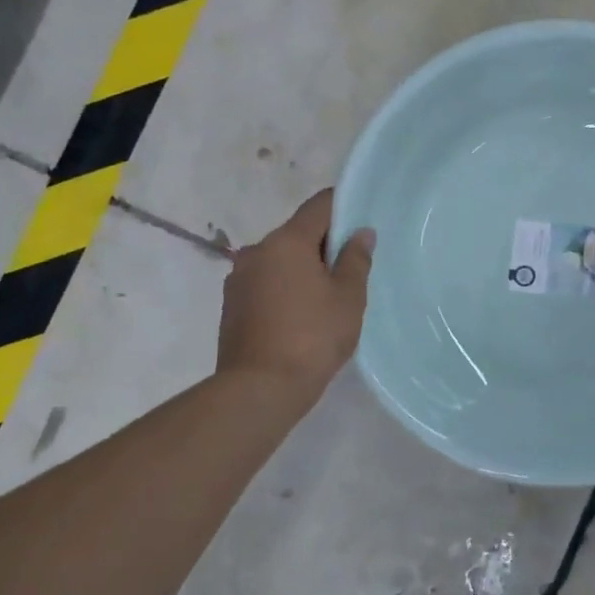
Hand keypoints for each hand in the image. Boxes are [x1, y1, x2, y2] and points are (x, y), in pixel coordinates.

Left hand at [217, 189, 372, 401]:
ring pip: (280, 260)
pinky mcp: (231, 305)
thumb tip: (360, 232)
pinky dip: (285, 289)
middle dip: (324, 245)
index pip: (319, 206)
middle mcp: (257, 251)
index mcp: (286, 241)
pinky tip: (301, 316)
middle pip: (298, 233)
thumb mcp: (348, 297)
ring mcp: (239, 278)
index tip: (363, 222)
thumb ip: (356, 259)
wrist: (259, 389)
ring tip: (327, 298)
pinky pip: (266, 283)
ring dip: (303, 269)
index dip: (344, 207)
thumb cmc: (312, 337)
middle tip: (351, 270)